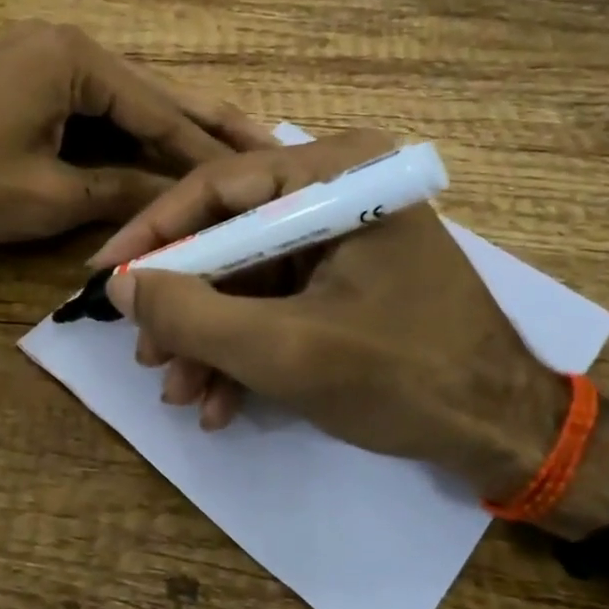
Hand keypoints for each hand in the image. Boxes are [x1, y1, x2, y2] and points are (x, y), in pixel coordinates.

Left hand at [0, 21, 273, 244]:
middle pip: (153, 92)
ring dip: (168, 129)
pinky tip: (160, 149)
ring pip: (125, 99)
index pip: (159, 110)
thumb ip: (120, 191)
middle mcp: (70, 44)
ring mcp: (46, 56)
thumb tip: (178, 203)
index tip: (253, 176)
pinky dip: (126, 132)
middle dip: (206, 124)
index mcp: (77, 59)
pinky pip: (93, 105)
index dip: (204, 152)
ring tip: (228, 149)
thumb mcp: (47, 195)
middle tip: (268, 142)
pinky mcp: (30, 76)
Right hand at [90, 132, 568, 497]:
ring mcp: (342, 236)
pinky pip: (275, 300)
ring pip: (246, 276)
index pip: (219, 186)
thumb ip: (194, 314)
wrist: (503, 433)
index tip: (104, 276)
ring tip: (181, 392)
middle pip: (230, 235)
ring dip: (209, 338)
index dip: (154, 234)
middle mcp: (339, 191)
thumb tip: (120, 285)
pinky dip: (245, 348)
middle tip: (146, 354)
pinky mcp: (343, 277)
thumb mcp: (285, 350)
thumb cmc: (405, 377)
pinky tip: (221, 402)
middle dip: (186, 304)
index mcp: (339, 176)